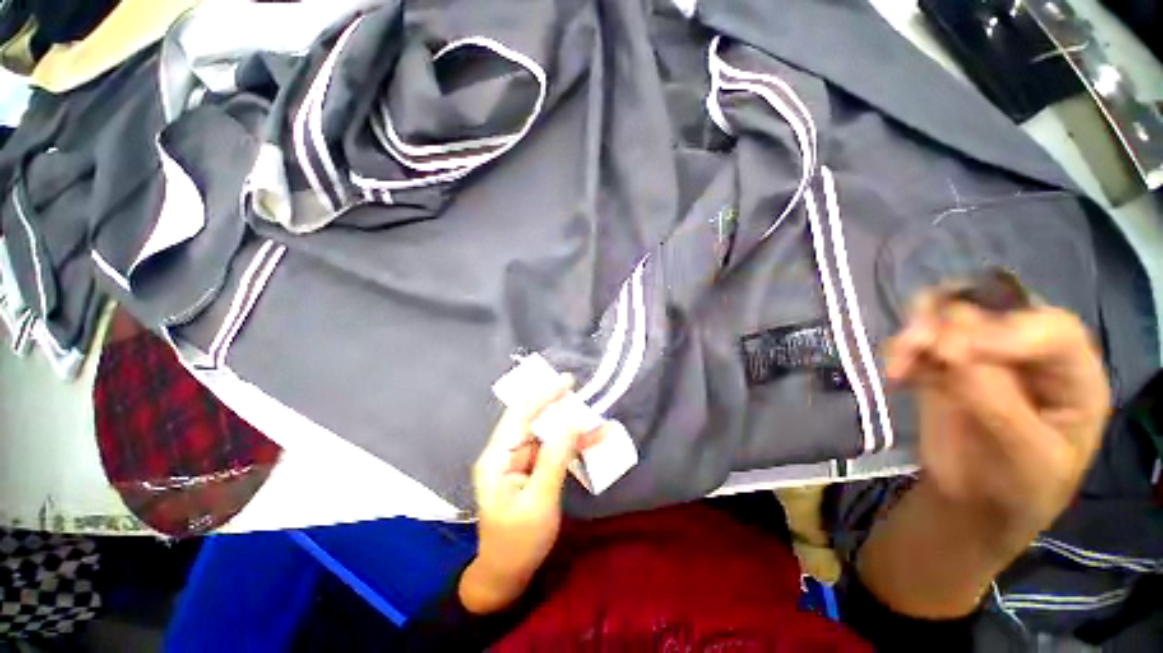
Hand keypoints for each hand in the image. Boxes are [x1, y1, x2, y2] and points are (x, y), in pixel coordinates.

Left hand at [459, 374, 604, 614]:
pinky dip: (571, 444)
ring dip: (569, 427)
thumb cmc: (519, 541)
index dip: (543, 395)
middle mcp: (505, 452)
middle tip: (581, 393)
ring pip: (545, 433)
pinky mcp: (530, 469)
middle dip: (557, 406)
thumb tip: (572, 421)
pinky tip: (592, 439)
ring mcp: (518, 461)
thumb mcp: (539, 500)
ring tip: (595, 421)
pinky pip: (552, 449)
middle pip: (532, 419)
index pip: (519, 415)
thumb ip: (555, 458)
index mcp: (497, 457)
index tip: (567, 382)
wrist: (507, 575)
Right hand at [886, 297, 1109, 530]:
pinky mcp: (940, 363)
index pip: (1051, 328)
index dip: (1007, 331)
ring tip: (899, 365)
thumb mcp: (1027, 459)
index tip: (956, 354)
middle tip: (920, 348)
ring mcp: (980, 353)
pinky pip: (917, 340)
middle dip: (950, 319)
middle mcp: (1028, 351)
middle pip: (994, 305)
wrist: (975, 504)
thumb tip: (952, 351)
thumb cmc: (1020, 489)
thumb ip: (999, 404)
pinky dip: (900, 350)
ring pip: (947, 312)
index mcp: (1072, 373)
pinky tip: (895, 377)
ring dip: (917, 330)